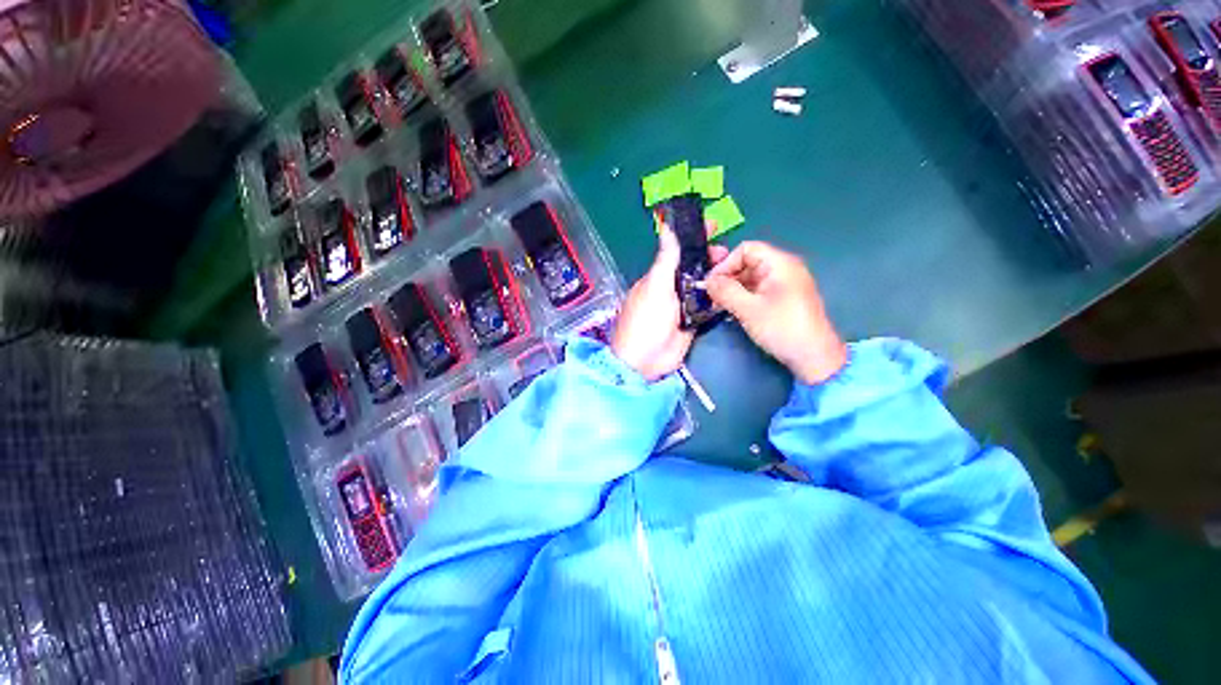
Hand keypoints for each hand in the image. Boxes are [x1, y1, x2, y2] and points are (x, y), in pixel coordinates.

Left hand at [611, 222, 726, 381]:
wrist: (646, 360)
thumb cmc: (646, 320)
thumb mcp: (655, 286)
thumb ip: (665, 259)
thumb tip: (665, 227)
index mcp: (658, 277)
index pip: (677, 252)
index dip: (693, 238)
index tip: (711, 225)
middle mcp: (670, 289)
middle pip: (693, 268)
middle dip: (709, 257)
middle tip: (727, 251)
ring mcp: (682, 306)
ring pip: (702, 285)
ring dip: (716, 275)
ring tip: (734, 267)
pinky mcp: (692, 322)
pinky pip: (707, 305)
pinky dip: (718, 296)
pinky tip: (732, 288)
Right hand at [704, 241, 846, 383]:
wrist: (813, 357)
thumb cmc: (781, 328)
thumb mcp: (748, 309)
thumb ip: (725, 291)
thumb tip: (707, 281)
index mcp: (780, 264)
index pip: (746, 249)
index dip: (726, 264)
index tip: (711, 284)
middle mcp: (783, 269)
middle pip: (747, 263)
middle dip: (727, 277)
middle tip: (711, 296)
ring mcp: (784, 284)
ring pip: (750, 278)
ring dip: (732, 289)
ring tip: (717, 305)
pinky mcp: (782, 299)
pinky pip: (757, 290)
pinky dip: (742, 297)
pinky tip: (731, 310)